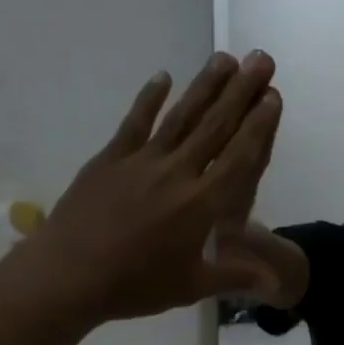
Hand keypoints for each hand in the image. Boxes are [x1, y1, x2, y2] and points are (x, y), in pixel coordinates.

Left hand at [6, 51, 283, 325]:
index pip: (238, 157)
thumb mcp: (192, 286)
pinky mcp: (110, 159)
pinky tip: (163, 77)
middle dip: (241, 91)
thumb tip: (275, 279)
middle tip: (260, 59)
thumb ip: (235, 275)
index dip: (258, 125)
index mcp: (201, 204)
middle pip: (215, 126)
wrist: (68, 276)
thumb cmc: (135, 285)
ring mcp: (141, 161)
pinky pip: (134, 122)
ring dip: (204, 86)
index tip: (272, 96)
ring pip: (180, 117)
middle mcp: (176, 173)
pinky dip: (149, 99)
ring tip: (224, 58)